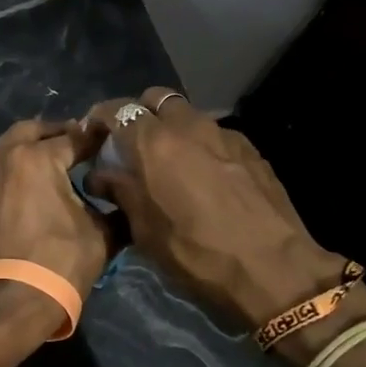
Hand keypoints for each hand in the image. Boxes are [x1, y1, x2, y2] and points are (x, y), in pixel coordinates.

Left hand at [0, 119, 111, 335]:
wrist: (8, 304)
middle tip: (75, 143)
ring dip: (27, 151)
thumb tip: (125, 200)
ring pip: (6, 151)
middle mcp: (3, 159)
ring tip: (49, 166)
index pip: (74, 138)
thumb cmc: (59, 263)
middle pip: (31, 132)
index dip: (94, 139)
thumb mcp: (101, 235)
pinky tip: (25, 190)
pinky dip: (10, 174)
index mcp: (37, 158)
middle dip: (54, 133)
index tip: (107, 140)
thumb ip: (115, 208)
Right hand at [84, 88, 352, 330]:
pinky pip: (215, 134)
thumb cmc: (197, 253)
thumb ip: (120, 192)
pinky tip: (204, 175)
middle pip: (156, 99)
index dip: (99, 118)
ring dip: (172, 128)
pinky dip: (201, 145)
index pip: (116, 110)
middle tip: (132, 144)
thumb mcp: (146, 230)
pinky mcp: (251, 149)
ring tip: (169, 161)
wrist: (274, 268)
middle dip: (139, 114)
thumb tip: (98, 175)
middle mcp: (188, 126)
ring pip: (188, 114)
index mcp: (154, 142)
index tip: (92, 136)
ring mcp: (224, 134)